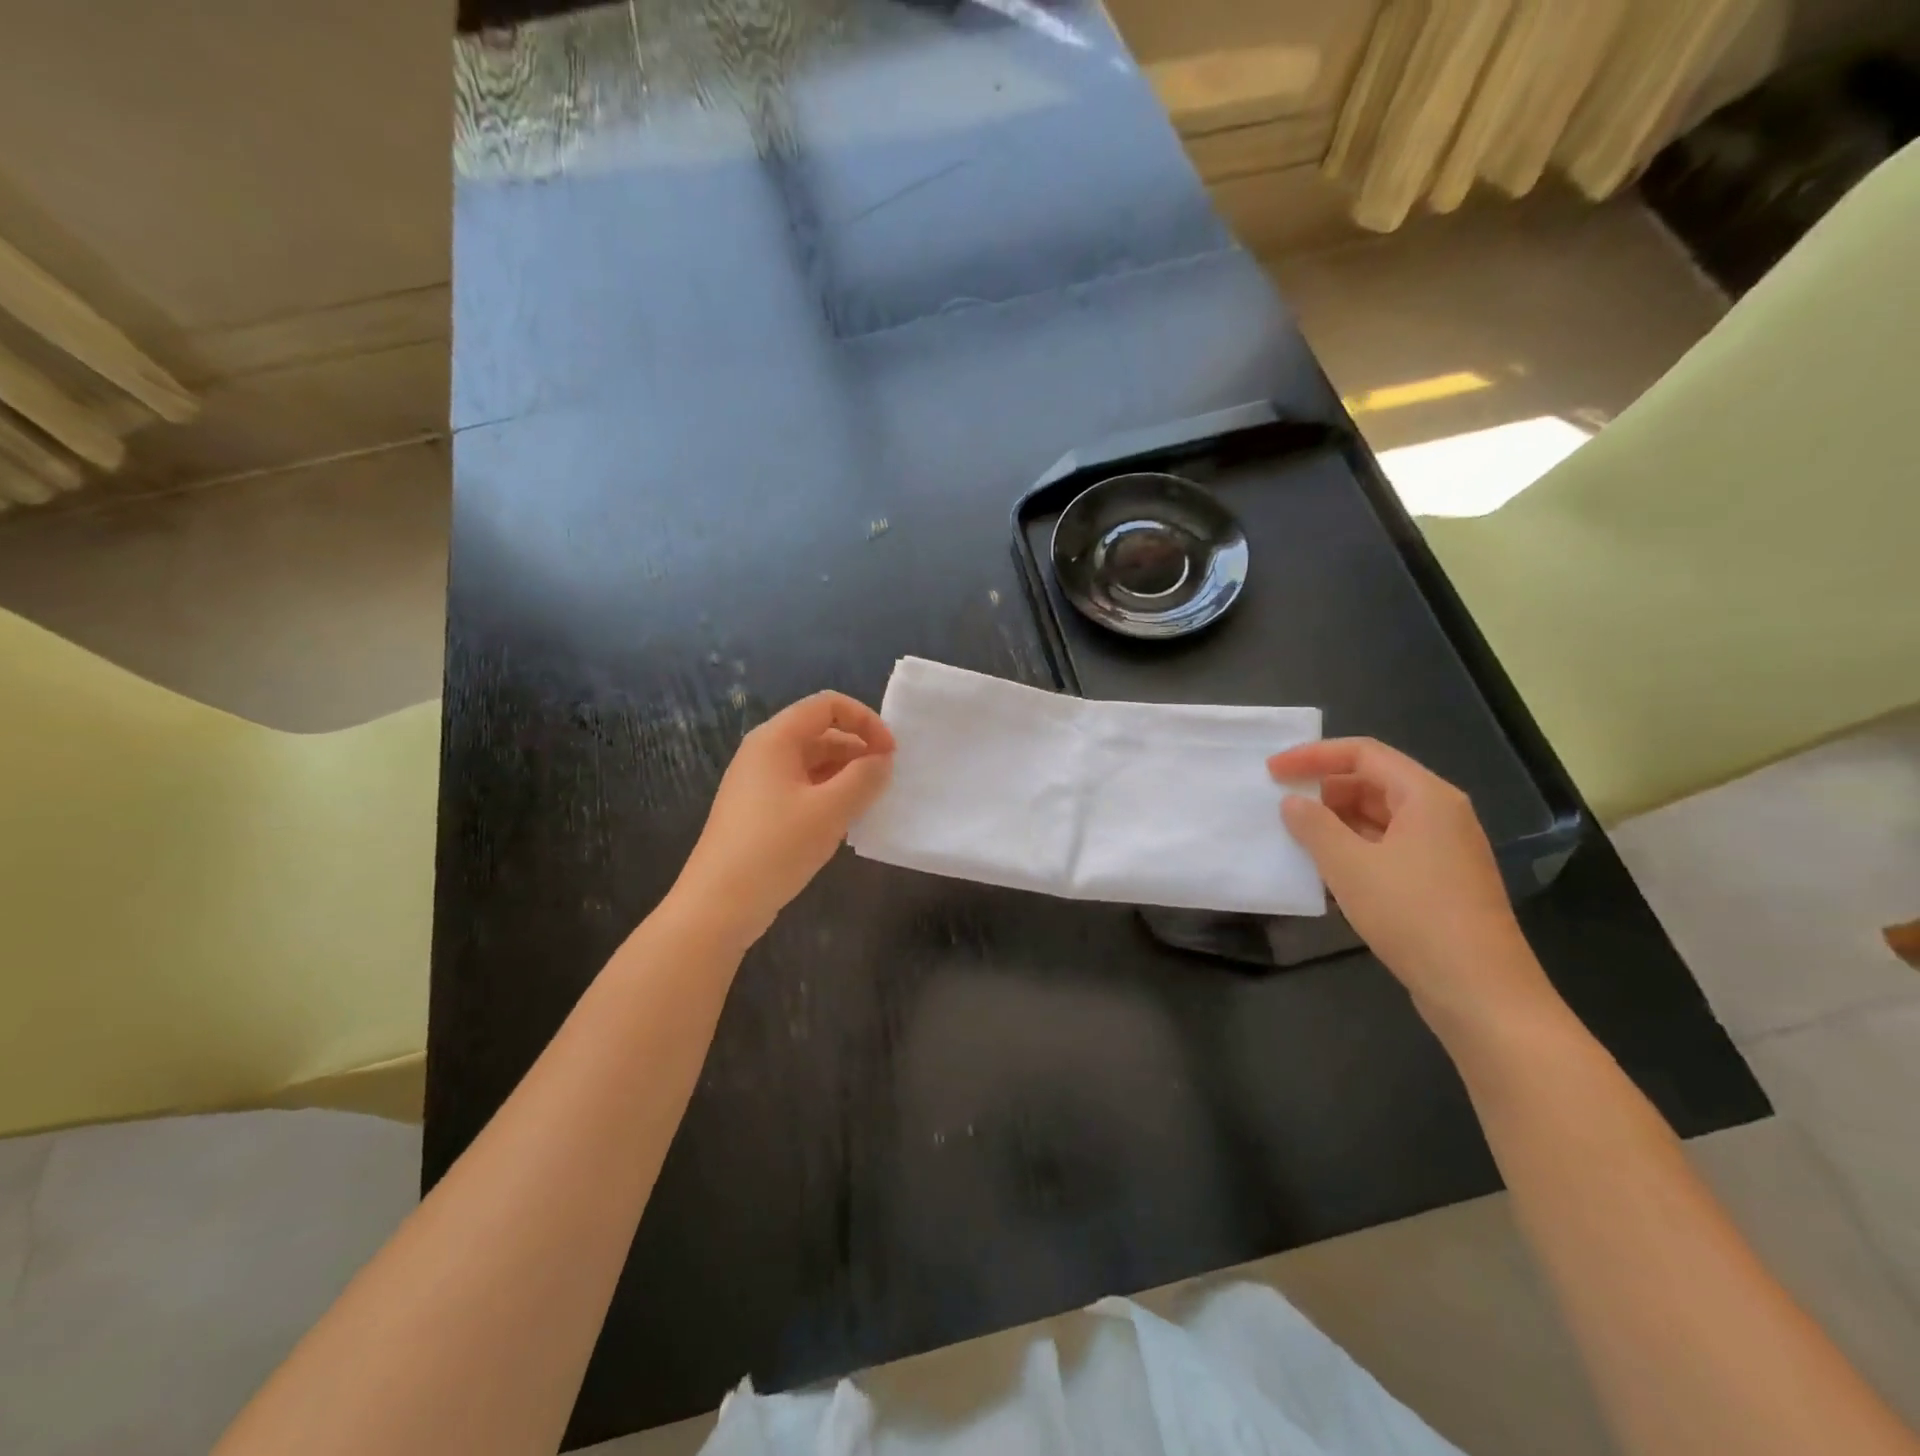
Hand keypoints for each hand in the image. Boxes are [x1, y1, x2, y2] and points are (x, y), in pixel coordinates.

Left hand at [672, 692, 894, 948]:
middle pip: (820, 732)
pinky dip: (828, 794)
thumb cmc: (776, 848)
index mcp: (775, 739)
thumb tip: (882, 759)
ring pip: (812, 762)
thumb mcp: (831, 810)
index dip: (865, 720)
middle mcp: (763, 752)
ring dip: (845, 774)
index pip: (828, 705)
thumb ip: (864, 777)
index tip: (890, 753)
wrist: (719, 905)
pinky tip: (842, 821)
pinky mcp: (758, 811)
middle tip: (885, 782)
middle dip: (858, 749)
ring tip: (868, 803)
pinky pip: (801, 787)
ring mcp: (757, 782)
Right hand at [1269, 738, 1560, 1032]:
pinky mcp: (1441, 881)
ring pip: (1380, 817)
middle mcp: (1441, 814)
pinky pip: (1389, 846)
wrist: (1480, 991)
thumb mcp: (1349, 866)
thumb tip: (1293, 803)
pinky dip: (1355, 848)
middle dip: (1324, 789)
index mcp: (1426, 797)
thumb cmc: (1413, 915)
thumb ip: (1314, 826)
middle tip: (1282, 806)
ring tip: (1297, 838)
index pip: (1363, 753)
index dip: (1313, 756)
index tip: (1273, 772)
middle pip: (1374, 781)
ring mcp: (1444, 849)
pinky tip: (1327, 870)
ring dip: (1337, 821)